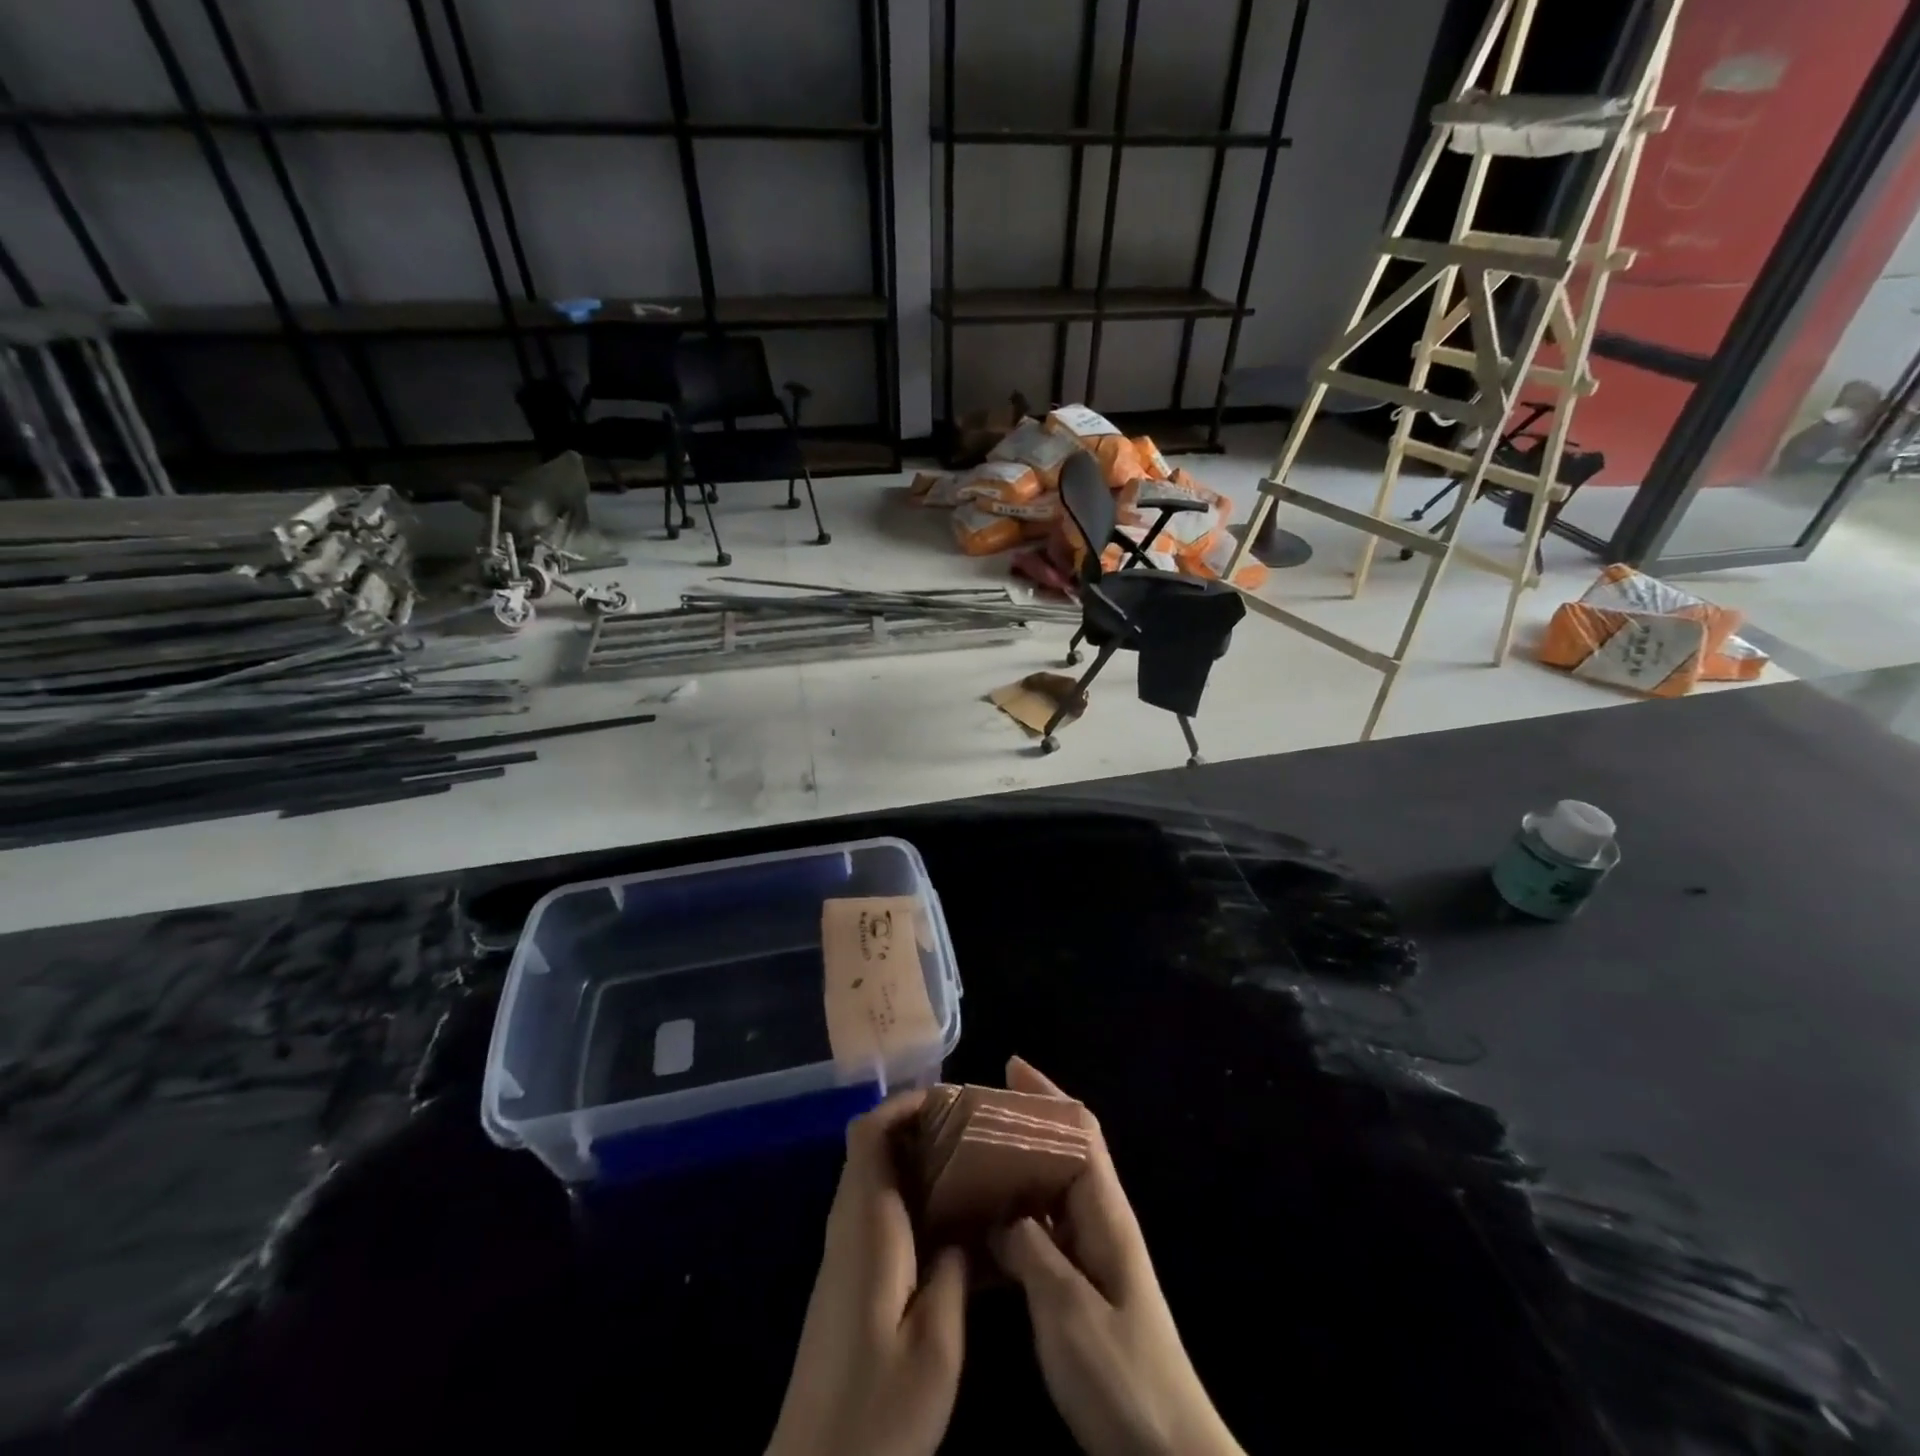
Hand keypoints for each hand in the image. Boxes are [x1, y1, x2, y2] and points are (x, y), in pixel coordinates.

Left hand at [766, 1090, 966, 1455]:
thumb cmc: (879, 1410)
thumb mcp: (938, 1343)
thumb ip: (954, 1269)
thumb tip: (964, 1223)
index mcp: (867, 1224)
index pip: (870, 1132)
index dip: (905, 1104)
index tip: (953, 1103)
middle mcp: (848, 1225)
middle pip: (872, 1146)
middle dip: (919, 1127)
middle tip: (972, 1134)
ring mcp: (843, 1252)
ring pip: (874, 1176)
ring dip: (916, 1161)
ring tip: (970, 1169)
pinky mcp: (846, 1279)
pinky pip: (876, 1210)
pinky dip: (909, 1196)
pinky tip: (948, 1224)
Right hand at [992, 1058, 1243, 1455]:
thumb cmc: (1123, 1379)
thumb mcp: (1068, 1312)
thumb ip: (1031, 1252)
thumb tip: (1001, 1213)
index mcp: (1105, 1214)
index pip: (1080, 1132)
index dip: (1048, 1095)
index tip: (1009, 1068)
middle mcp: (1100, 1222)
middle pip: (1063, 1151)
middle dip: (1023, 1123)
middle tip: (971, 1114)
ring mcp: (1092, 1255)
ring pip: (1050, 1189)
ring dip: (1015, 1165)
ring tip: (967, 1155)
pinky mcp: (1081, 1286)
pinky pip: (1043, 1230)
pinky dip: (1014, 1212)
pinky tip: (983, 1220)